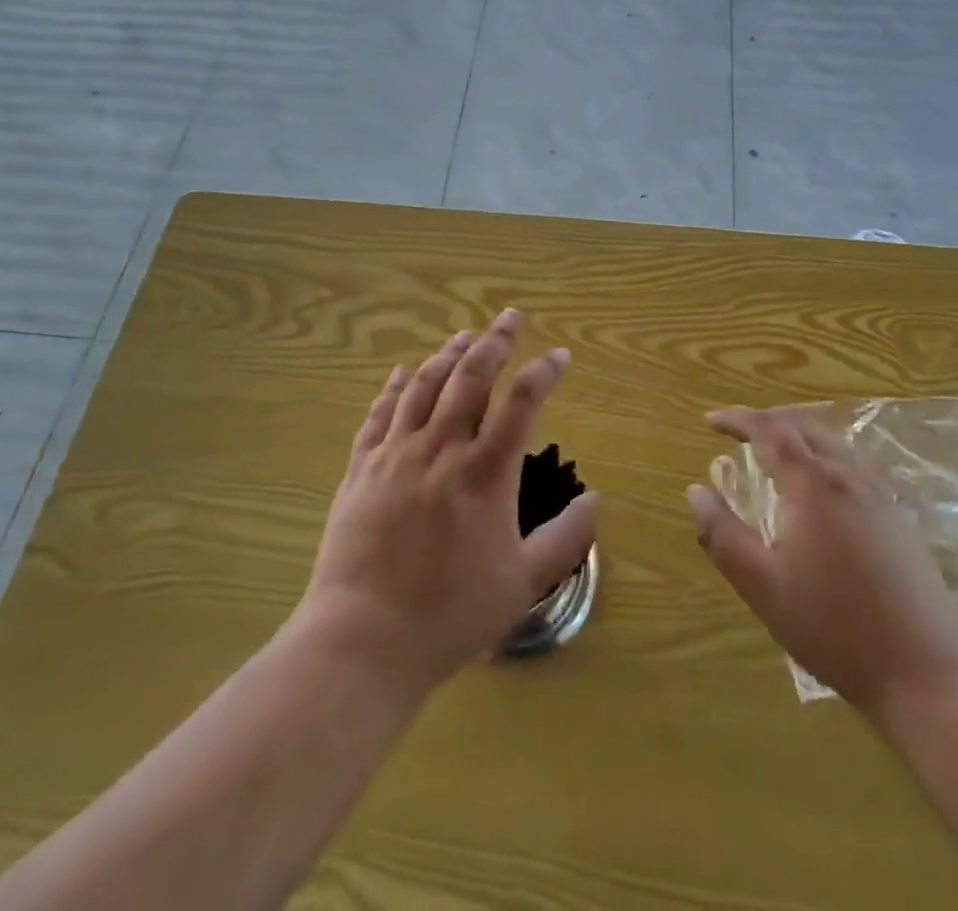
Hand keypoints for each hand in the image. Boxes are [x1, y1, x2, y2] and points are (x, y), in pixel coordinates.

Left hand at [300, 310, 597, 698]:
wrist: (362, 641)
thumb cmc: (449, 615)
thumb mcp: (521, 584)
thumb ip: (564, 540)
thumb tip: (595, 499)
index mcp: (485, 473)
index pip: (522, 402)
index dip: (545, 372)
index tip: (561, 356)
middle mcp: (441, 450)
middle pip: (471, 377)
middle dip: (495, 341)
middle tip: (511, 317)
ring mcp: (395, 454)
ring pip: (425, 385)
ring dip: (448, 354)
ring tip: (465, 335)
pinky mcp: (361, 469)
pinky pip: (380, 413)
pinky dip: (396, 386)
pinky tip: (405, 371)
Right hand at [686, 406, 957, 711]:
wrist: (928, 672)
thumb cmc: (836, 627)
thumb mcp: (764, 586)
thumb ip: (723, 535)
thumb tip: (695, 491)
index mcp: (812, 484)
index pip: (769, 431)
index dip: (737, 419)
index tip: (710, 420)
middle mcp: (847, 476)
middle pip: (804, 425)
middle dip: (767, 420)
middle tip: (737, 431)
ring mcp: (878, 494)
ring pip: (832, 441)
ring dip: (797, 433)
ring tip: (773, 449)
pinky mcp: (897, 516)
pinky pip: (852, 461)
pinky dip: (822, 452)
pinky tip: (818, 483)